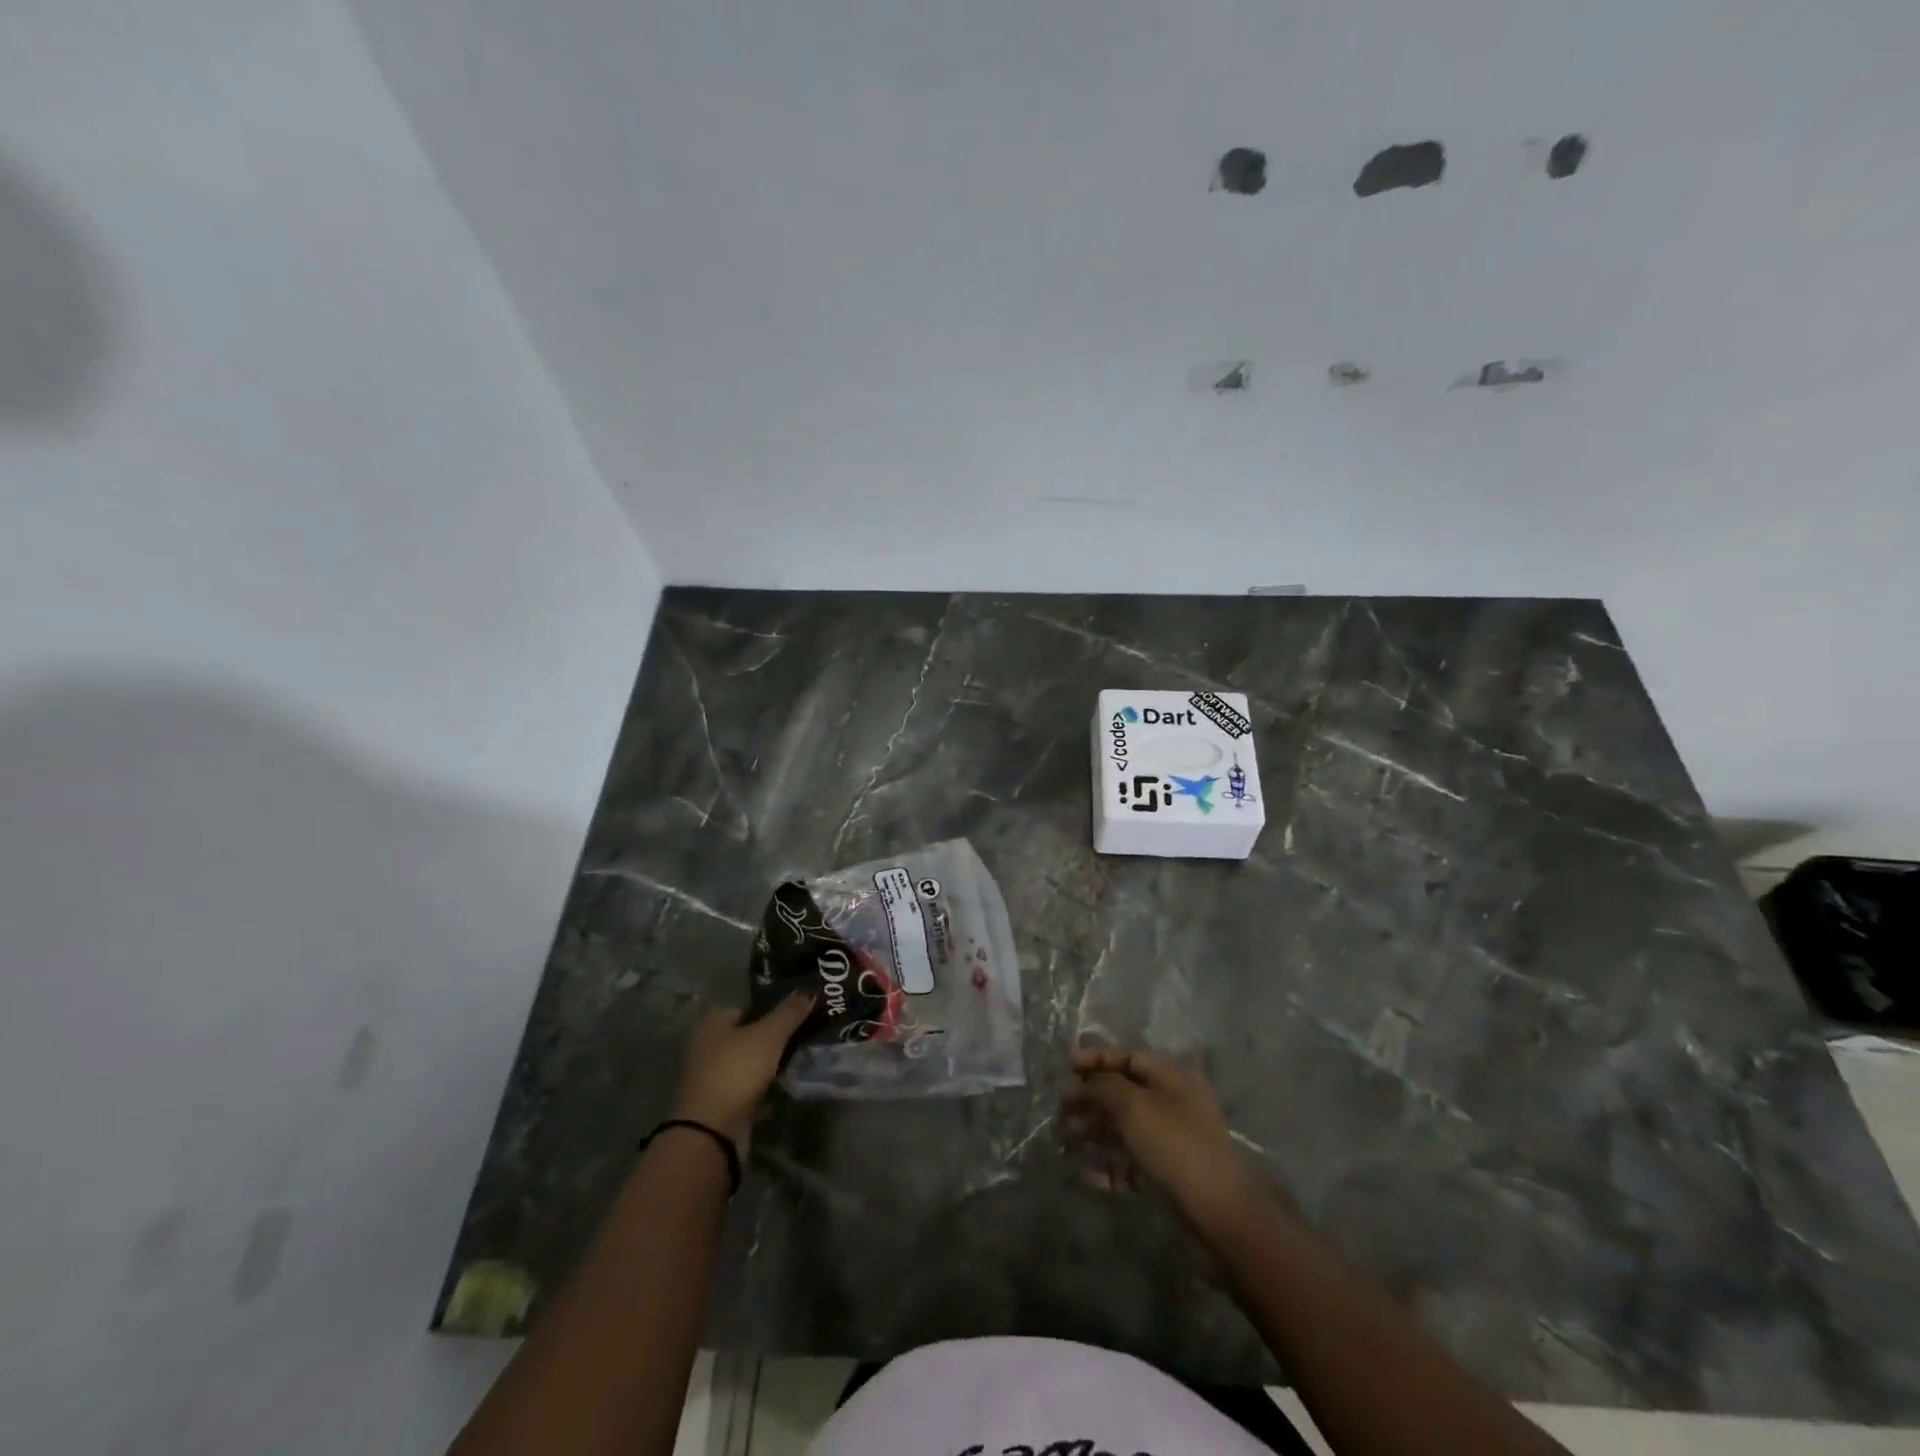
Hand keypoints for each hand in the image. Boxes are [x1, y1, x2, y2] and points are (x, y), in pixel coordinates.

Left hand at [669, 993, 811, 1152]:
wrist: (710, 1132)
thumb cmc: (736, 1071)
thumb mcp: (769, 1035)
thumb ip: (789, 1012)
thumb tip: (807, 991)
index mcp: (713, 1022)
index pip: (747, 1006)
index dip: (773, 1008)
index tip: (799, 1014)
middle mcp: (707, 1046)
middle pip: (748, 1034)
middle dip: (774, 1037)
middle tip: (803, 1037)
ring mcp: (711, 1076)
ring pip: (749, 1062)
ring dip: (770, 1064)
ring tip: (799, 1061)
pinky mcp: (718, 1103)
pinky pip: (747, 1086)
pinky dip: (763, 1086)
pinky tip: (784, 1087)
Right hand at [1063, 1047, 1260, 1228]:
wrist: (1220, 1214)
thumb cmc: (1175, 1145)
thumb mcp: (1133, 1105)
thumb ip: (1103, 1086)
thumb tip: (1084, 1082)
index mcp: (1172, 1077)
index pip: (1128, 1057)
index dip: (1096, 1058)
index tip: (1066, 1067)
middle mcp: (1173, 1103)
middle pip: (1124, 1092)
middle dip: (1091, 1098)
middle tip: (1061, 1109)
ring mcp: (1172, 1141)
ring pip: (1125, 1128)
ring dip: (1095, 1131)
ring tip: (1067, 1139)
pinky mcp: (1169, 1175)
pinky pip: (1132, 1162)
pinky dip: (1109, 1164)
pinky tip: (1086, 1173)